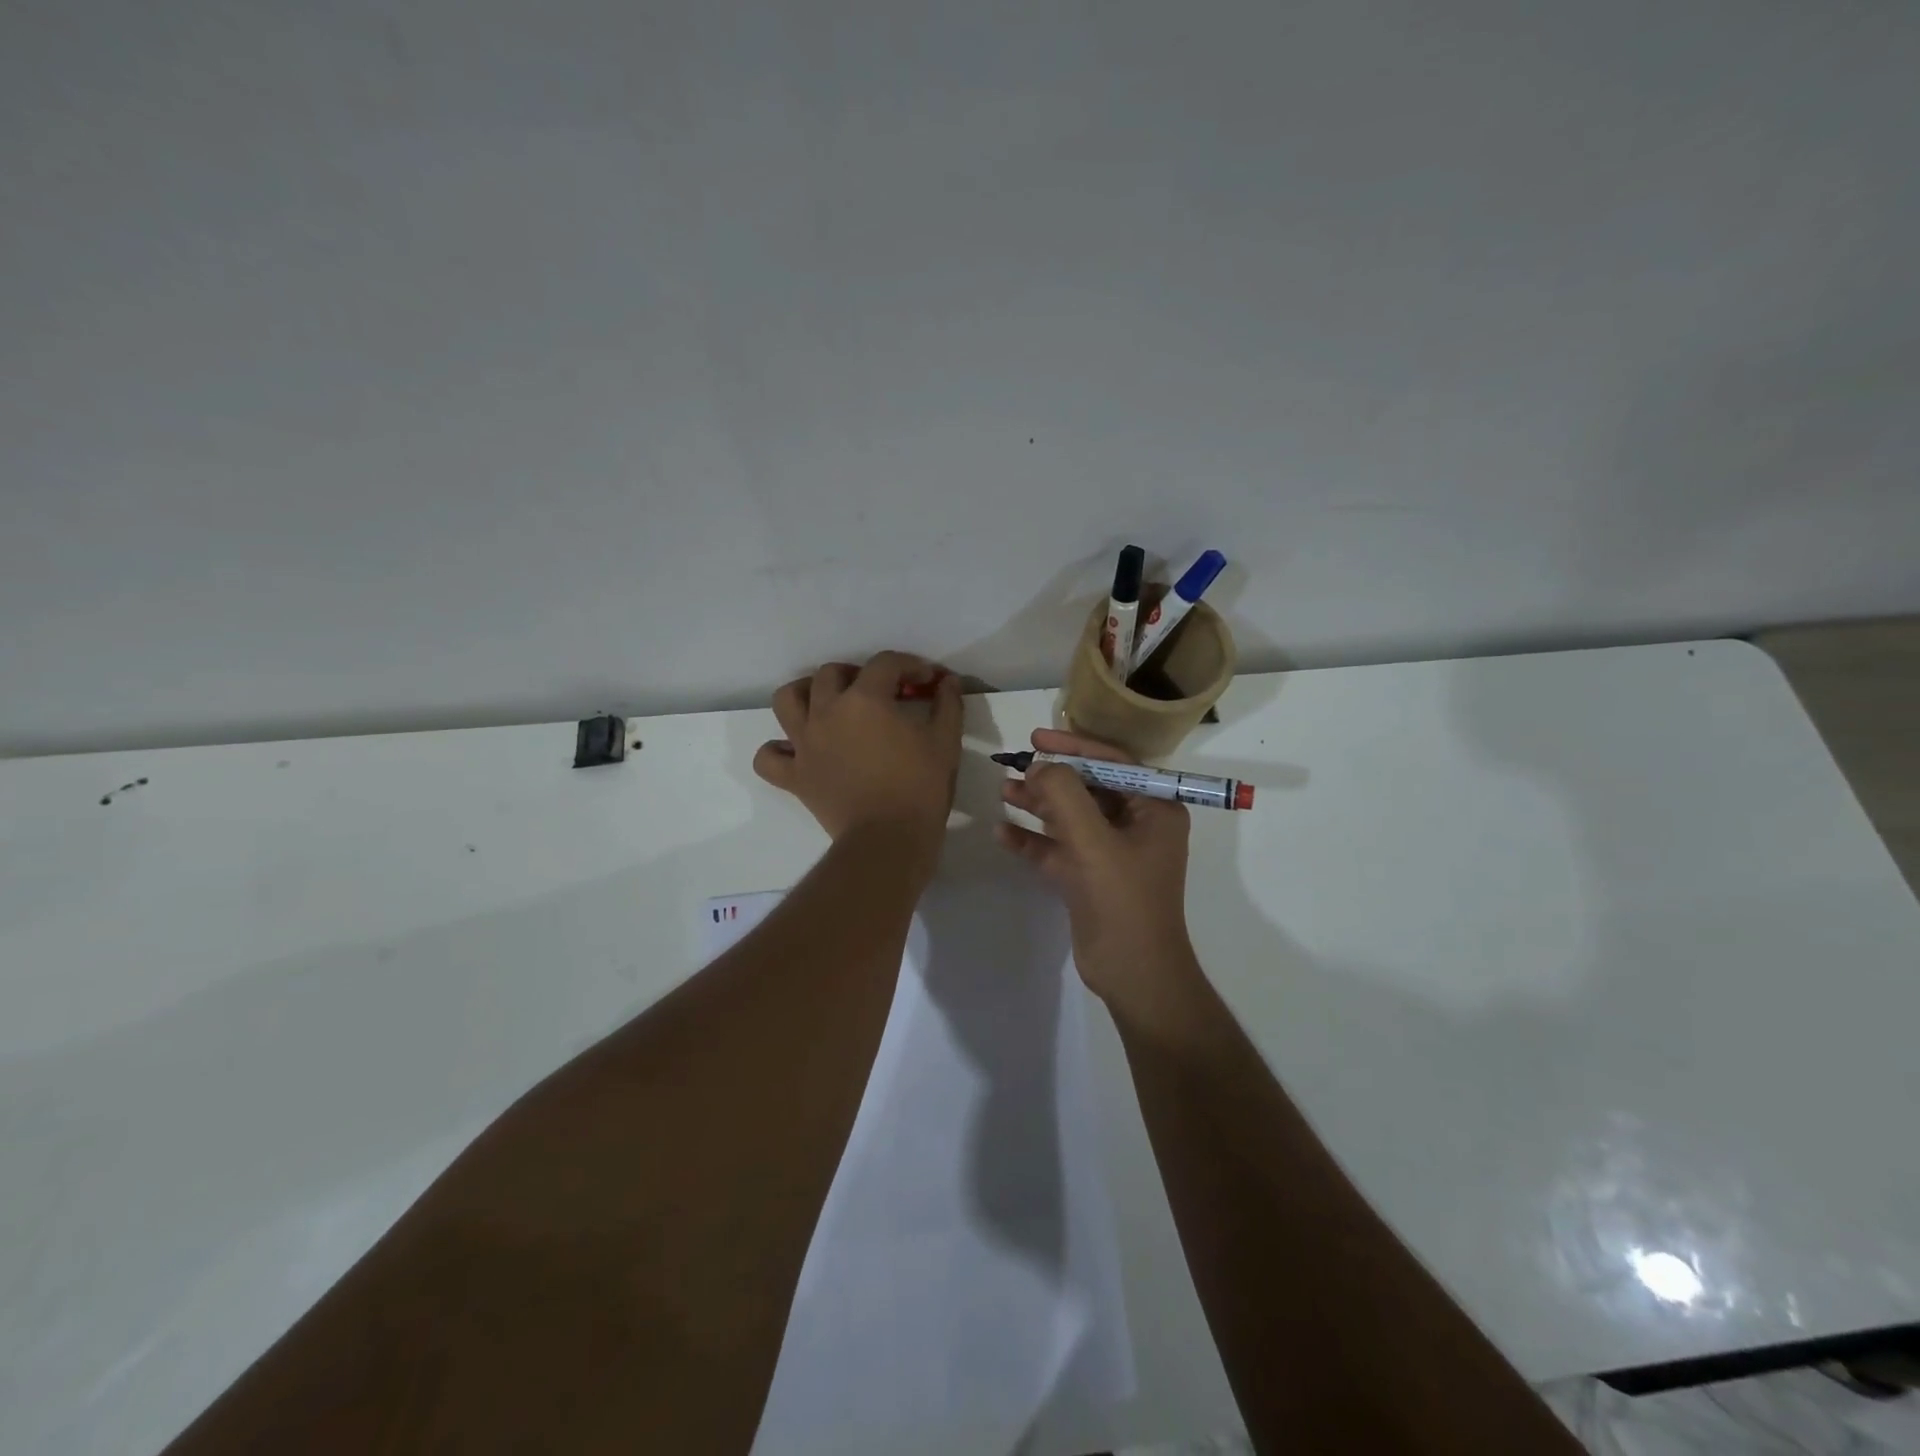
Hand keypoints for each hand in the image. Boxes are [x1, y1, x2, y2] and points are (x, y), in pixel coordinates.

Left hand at [753, 653, 962, 860]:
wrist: (888, 840)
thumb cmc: (920, 788)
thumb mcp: (946, 742)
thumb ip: (947, 704)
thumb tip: (947, 682)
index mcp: (866, 699)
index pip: (885, 664)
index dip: (910, 665)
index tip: (926, 681)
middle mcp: (827, 712)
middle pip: (831, 673)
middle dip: (858, 674)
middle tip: (879, 692)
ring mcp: (805, 744)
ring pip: (787, 700)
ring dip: (805, 694)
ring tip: (825, 704)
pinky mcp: (794, 776)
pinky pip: (768, 757)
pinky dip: (777, 750)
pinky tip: (796, 751)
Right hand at [995, 728, 1195, 1005]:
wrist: (1133, 974)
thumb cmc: (1123, 900)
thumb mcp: (1093, 841)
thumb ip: (1065, 796)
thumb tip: (1040, 767)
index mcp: (1154, 809)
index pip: (1113, 764)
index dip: (1074, 747)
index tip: (1037, 738)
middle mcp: (1136, 825)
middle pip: (1088, 788)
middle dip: (1051, 778)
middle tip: (1015, 766)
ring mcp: (1112, 852)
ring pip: (1070, 817)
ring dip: (1038, 804)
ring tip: (1003, 791)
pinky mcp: (1089, 876)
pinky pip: (1058, 848)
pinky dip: (1033, 840)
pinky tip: (1003, 833)